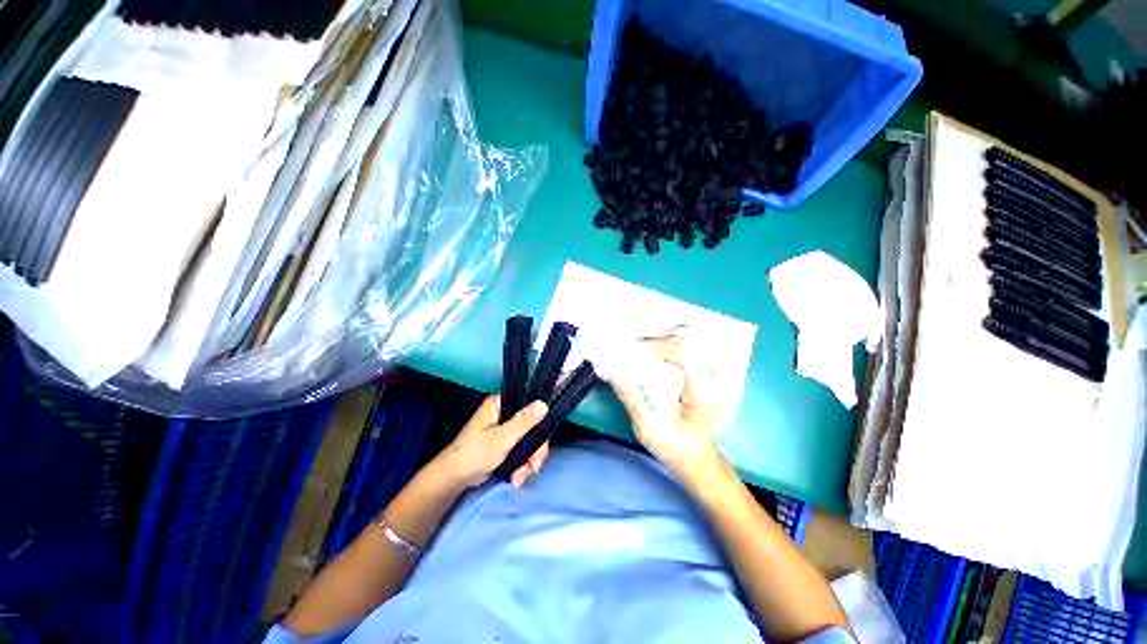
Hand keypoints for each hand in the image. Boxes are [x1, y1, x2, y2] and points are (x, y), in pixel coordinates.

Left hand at [434, 396, 549, 488]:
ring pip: (529, 440)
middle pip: (532, 425)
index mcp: (501, 404)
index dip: (542, 415)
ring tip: (520, 478)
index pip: (529, 402)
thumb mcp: (502, 438)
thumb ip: (524, 422)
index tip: (547, 433)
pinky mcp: (504, 443)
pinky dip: (523, 464)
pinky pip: (522, 449)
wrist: (453, 480)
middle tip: (534, 467)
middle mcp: (504, 413)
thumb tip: (544, 404)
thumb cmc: (474, 454)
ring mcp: (504, 429)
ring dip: (529, 461)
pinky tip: (517, 478)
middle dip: (535, 450)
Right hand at [609, 335, 724, 480]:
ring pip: (685, 344)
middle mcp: (714, 379)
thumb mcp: (648, 428)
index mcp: (704, 393)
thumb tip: (615, 371)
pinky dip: (666, 349)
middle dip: (655, 342)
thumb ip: (632, 399)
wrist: (697, 459)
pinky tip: (652, 355)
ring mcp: (713, 375)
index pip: (685, 353)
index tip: (633, 351)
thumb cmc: (674, 447)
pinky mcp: (706, 374)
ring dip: (660, 344)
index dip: (657, 346)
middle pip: (685, 344)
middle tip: (631, 348)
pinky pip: (686, 352)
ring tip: (639, 350)